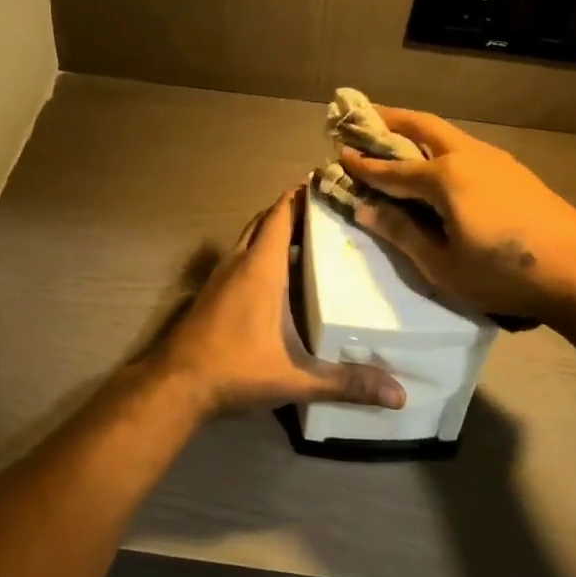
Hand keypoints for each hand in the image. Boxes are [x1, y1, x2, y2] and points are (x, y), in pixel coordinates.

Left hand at [146, 186, 405, 416]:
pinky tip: (277, 278)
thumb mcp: (295, 378)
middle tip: (325, 211)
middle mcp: (238, 264)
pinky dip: (258, 254)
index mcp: (260, 268)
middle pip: (263, 222)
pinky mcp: (210, 294)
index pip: (280, 216)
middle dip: (290, 211)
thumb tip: (400, 395)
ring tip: (307, 238)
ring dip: (272, 232)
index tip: (325, 181)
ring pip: (248, 240)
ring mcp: (219, 278)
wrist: (175, 387)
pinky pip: (239, 260)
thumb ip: (346, 383)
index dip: (300, 195)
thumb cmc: (235, 370)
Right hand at [342, 108, 575, 322]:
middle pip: (421, 127)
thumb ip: (403, 233)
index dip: (363, 164)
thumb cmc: (504, 273)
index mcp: (444, 178)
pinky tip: (439, 164)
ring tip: (395, 136)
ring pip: (446, 134)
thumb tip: (366, 210)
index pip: (391, 169)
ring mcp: (494, 160)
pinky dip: (440, 146)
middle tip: (362, 116)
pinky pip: (465, 148)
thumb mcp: (443, 265)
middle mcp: (466, 156)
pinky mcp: (513, 171)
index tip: (337, 153)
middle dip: (389, 119)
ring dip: (416, 130)